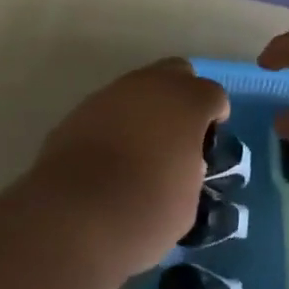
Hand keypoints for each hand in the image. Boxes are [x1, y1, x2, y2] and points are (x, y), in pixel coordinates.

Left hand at [31, 59, 230, 276]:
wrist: (73, 215)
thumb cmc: (145, 211)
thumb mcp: (188, 201)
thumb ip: (191, 170)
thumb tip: (182, 163)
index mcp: (187, 102)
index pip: (213, 94)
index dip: (215, 117)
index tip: (209, 144)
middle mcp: (150, 85)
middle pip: (176, 73)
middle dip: (181, 96)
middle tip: (178, 135)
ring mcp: (112, 92)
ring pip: (139, 87)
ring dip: (146, 108)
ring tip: (142, 149)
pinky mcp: (81, 108)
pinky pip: (110, 106)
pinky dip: (117, 122)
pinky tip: (111, 155)